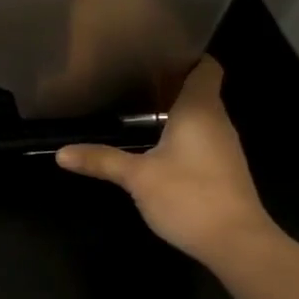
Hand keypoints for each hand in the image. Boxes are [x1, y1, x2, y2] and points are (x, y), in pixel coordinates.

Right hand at [55, 57, 279, 267]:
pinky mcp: (224, 170)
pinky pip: (202, 139)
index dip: (187, 55)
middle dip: (170, 83)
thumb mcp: (137, 177)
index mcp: (200, 110)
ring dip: (175, 111)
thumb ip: (101, 161)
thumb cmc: (188, 197)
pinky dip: (182, 135)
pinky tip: (157, 146)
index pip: (206, 67)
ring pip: (201, 116)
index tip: (157, 53)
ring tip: (139, 109)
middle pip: (200, 90)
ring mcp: (225, 147)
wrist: (237, 244)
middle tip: (133, 79)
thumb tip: (61, 153)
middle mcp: (217, 122)